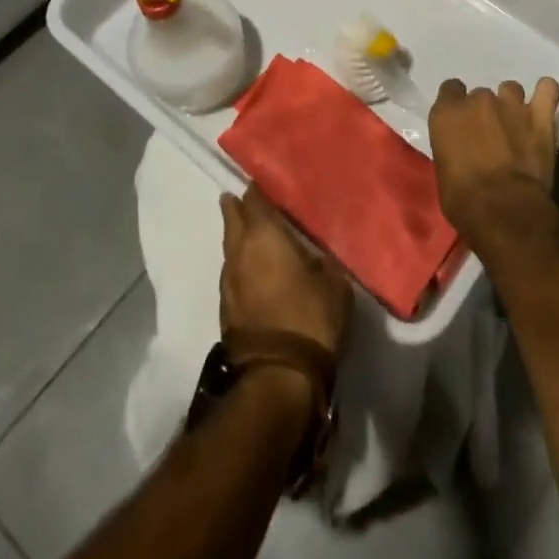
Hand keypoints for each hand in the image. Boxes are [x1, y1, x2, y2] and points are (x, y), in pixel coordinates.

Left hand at [219, 188, 351, 353]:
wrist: (278, 377)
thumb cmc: (310, 317)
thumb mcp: (333, 281)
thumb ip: (322, 257)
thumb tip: (316, 250)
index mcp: (263, 234)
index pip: (254, 199)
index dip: (258, 189)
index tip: (265, 182)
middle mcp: (239, 250)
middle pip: (232, 219)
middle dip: (238, 207)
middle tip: (247, 199)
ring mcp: (228, 280)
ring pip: (229, 247)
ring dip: (238, 238)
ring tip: (252, 233)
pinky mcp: (225, 308)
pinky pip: (232, 272)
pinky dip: (240, 264)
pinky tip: (253, 269)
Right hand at [429, 77, 558, 248]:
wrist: (505, 211)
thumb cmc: (464, 201)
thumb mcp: (444, 173)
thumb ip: (452, 147)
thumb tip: (463, 149)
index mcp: (447, 113)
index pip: (450, 90)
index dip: (456, 105)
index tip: (461, 123)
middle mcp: (477, 100)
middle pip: (480, 95)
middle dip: (484, 111)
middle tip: (490, 136)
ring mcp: (511, 104)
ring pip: (511, 90)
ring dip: (511, 105)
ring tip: (516, 125)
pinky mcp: (540, 116)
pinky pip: (547, 90)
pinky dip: (546, 93)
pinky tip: (544, 102)